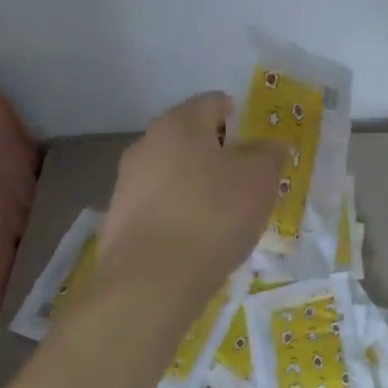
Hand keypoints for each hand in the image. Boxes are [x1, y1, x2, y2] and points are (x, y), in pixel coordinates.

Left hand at [96, 92, 285, 312]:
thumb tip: (270, 145)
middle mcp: (147, 143)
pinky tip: (197, 238)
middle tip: (245, 177)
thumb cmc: (213, 215)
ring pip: (172, 172)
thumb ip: (268, 155)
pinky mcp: (118, 221)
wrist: (150, 285)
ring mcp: (127, 183)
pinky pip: (159, 205)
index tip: (256, 143)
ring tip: (224, 213)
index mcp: (180, 122)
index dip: (239, 116)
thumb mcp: (259, 180)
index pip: (214, 102)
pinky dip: (179, 212)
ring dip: (196, 184)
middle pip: (190, 137)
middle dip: (217, 152)